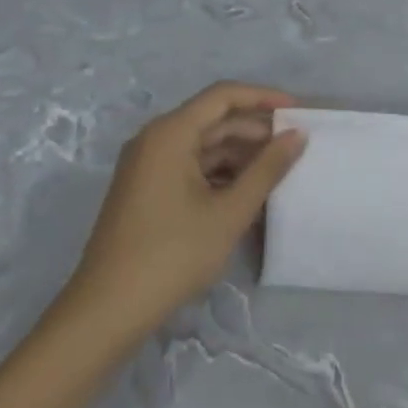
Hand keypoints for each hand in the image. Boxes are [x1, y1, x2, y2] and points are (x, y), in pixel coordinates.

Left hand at [60, 82, 306, 345]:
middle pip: (214, 120)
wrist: (107, 311)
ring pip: (204, 146)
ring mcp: (148, 166)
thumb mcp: (230, 211)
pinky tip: (249, 193)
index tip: (299, 112)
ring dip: (241, 155)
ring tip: (279, 173)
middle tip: (296, 148)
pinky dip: (222, 174)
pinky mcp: (147, 190)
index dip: (264, 98)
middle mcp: (155, 140)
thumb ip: (268, 169)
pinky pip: (191, 167)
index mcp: (170, 134)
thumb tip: (297, 135)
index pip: (224, 96)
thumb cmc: (172, 254)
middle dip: (256, 131)